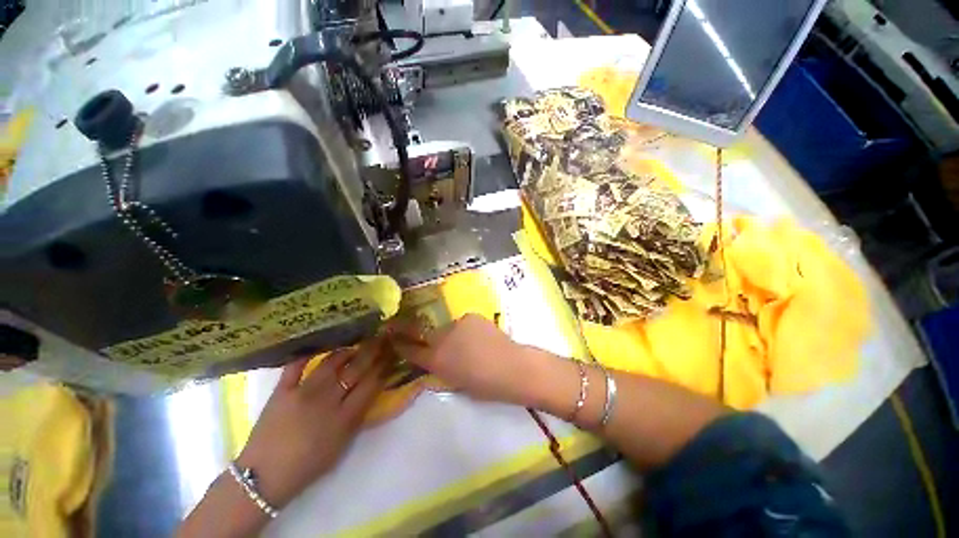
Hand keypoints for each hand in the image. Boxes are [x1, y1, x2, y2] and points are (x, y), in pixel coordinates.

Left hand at [236, 338, 390, 507]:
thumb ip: (358, 417)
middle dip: (372, 352)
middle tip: (381, 339)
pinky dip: (306, 355)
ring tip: (353, 346)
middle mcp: (327, 400)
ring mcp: (303, 393)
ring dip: (345, 351)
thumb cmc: (308, 466)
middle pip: (356, 369)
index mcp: (344, 418)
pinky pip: (295, 366)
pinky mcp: (281, 391)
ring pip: (330, 362)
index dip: (384, 366)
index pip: (371, 384)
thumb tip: (370, 391)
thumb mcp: (342, 446)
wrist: (264, 477)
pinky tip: (317, 348)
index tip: (392, 353)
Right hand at [389, 314, 540, 406]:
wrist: (512, 368)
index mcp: (436, 360)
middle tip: (428, 337)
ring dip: (451, 334)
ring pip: (446, 327)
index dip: (400, 344)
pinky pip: (462, 323)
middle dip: (422, 335)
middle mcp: (441, 338)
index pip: (410, 350)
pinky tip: (478, 337)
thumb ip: (442, 371)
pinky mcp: (470, 316)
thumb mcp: (456, 384)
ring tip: (467, 344)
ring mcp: (456, 324)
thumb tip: (437, 361)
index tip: (392, 338)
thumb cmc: (485, 386)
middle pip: (425, 333)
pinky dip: (466, 330)